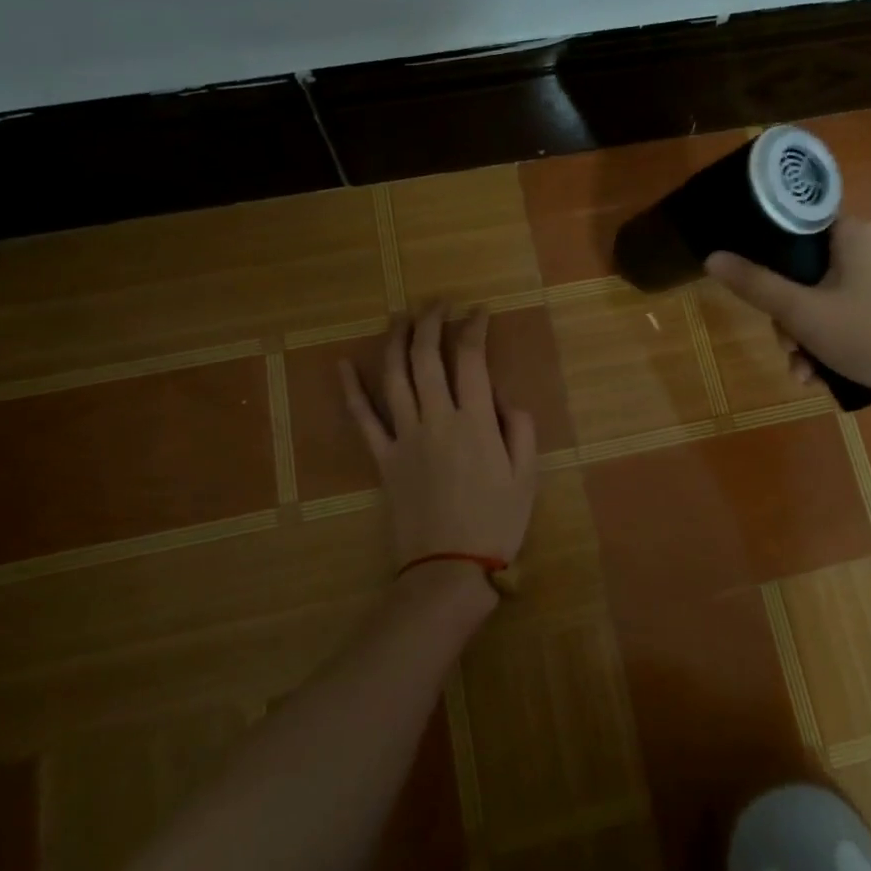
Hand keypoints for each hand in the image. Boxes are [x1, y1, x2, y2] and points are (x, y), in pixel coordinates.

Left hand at [340, 304, 538, 570]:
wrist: (448, 568)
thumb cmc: (496, 522)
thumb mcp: (527, 475)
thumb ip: (519, 428)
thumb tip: (500, 397)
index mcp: (474, 421)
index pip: (470, 358)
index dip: (473, 328)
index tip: (478, 311)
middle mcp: (436, 419)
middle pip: (426, 357)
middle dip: (431, 322)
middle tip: (437, 303)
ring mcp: (404, 436)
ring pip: (393, 377)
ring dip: (395, 341)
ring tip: (401, 317)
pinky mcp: (383, 458)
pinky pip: (362, 418)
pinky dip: (351, 390)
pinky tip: (343, 364)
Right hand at [705, 216, 870, 404]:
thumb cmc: (869, 335)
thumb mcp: (802, 313)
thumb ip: (755, 284)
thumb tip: (712, 257)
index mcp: (854, 232)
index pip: (797, 230)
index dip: (771, 263)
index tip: (765, 299)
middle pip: (810, 273)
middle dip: (791, 319)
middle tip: (789, 351)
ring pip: (830, 298)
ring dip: (809, 337)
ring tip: (806, 375)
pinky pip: (856, 311)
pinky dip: (837, 338)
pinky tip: (828, 374)